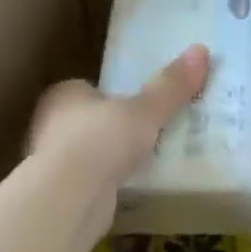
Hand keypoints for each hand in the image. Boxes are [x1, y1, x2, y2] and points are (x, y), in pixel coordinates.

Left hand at [29, 44, 209, 232]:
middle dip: (113, 127)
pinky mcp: (59, 196)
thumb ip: (170, 87)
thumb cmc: (100, 141)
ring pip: (87, 154)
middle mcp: (49, 125)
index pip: (88, 88)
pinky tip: (130, 189)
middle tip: (148, 131)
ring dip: (110, 158)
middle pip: (88, 121)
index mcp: (63, 94)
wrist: (67, 201)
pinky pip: (90, 183)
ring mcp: (51, 163)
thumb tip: (201, 50)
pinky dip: (107, 185)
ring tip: (146, 161)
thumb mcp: (144, 111)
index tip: (139, 104)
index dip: (112, 95)